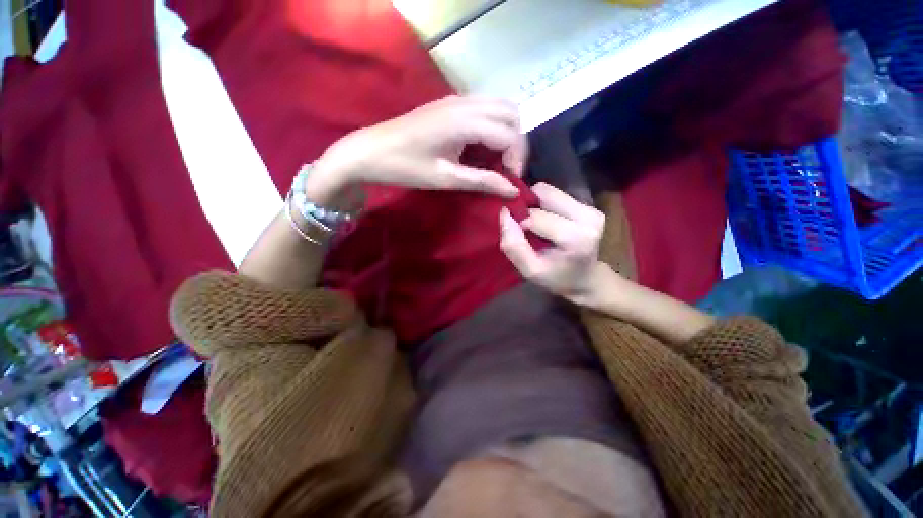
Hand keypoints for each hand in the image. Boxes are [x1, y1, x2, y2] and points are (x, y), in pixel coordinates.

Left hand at [305, 96, 527, 202]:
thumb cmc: (405, 167)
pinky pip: (484, 107)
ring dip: (506, 132)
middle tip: (506, 169)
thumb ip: (482, 181)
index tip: (510, 182)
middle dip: (516, 143)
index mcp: (464, 121)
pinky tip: (481, 147)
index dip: (516, 160)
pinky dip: (493, 126)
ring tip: (496, 159)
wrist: (369, 151)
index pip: (509, 135)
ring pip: (500, 106)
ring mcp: (457, 99)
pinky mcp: (449, 103)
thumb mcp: (446, 178)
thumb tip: (512, 190)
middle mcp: (465, 103)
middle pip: (512, 113)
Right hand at [499, 183, 606, 304]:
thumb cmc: (556, 278)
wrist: (586, 279)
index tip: (518, 236)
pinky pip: (555, 194)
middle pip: (543, 195)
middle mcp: (588, 217)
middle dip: (527, 208)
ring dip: (534, 203)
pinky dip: (543, 203)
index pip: (535, 217)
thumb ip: (514, 245)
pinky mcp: (590, 205)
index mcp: (576, 238)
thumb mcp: (530, 270)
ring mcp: (591, 209)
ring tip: (534, 223)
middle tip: (523, 226)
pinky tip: (544, 219)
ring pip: (548, 190)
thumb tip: (504, 214)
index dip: (520, 223)